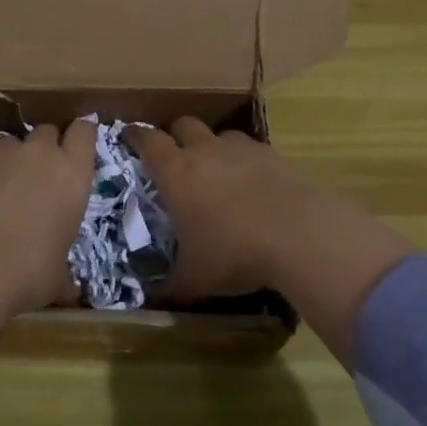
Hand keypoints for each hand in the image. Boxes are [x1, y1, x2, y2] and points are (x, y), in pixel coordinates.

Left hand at [0, 119, 96, 321]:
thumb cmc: (26, 272)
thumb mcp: (56, 279)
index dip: (81, 136)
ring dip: (16, 158)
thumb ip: (66, 277)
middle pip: (49, 131)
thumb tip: (72, 292)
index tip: (78, 149)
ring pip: (15, 142)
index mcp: (73, 175)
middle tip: (43, 174)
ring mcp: (4, 154)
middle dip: (47, 147)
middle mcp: (41, 154)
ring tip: (7, 187)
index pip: (84, 132)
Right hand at [132, 118, 328, 301]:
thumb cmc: (233, 253)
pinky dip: (244, 160)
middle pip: (183, 124)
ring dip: (213, 146)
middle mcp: (205, 151)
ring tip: (216, 170)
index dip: (135, 135)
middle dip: (175, 134)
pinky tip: (252, 183)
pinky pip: (250, 148)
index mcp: (176, 172)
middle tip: (174, 155)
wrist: (298, 235)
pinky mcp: (272, 155)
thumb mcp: (195, 278)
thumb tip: (148, 301)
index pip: (147, 140)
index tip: (128, 136)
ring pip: (219, 134)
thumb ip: (169, 286)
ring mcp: (241, 149)